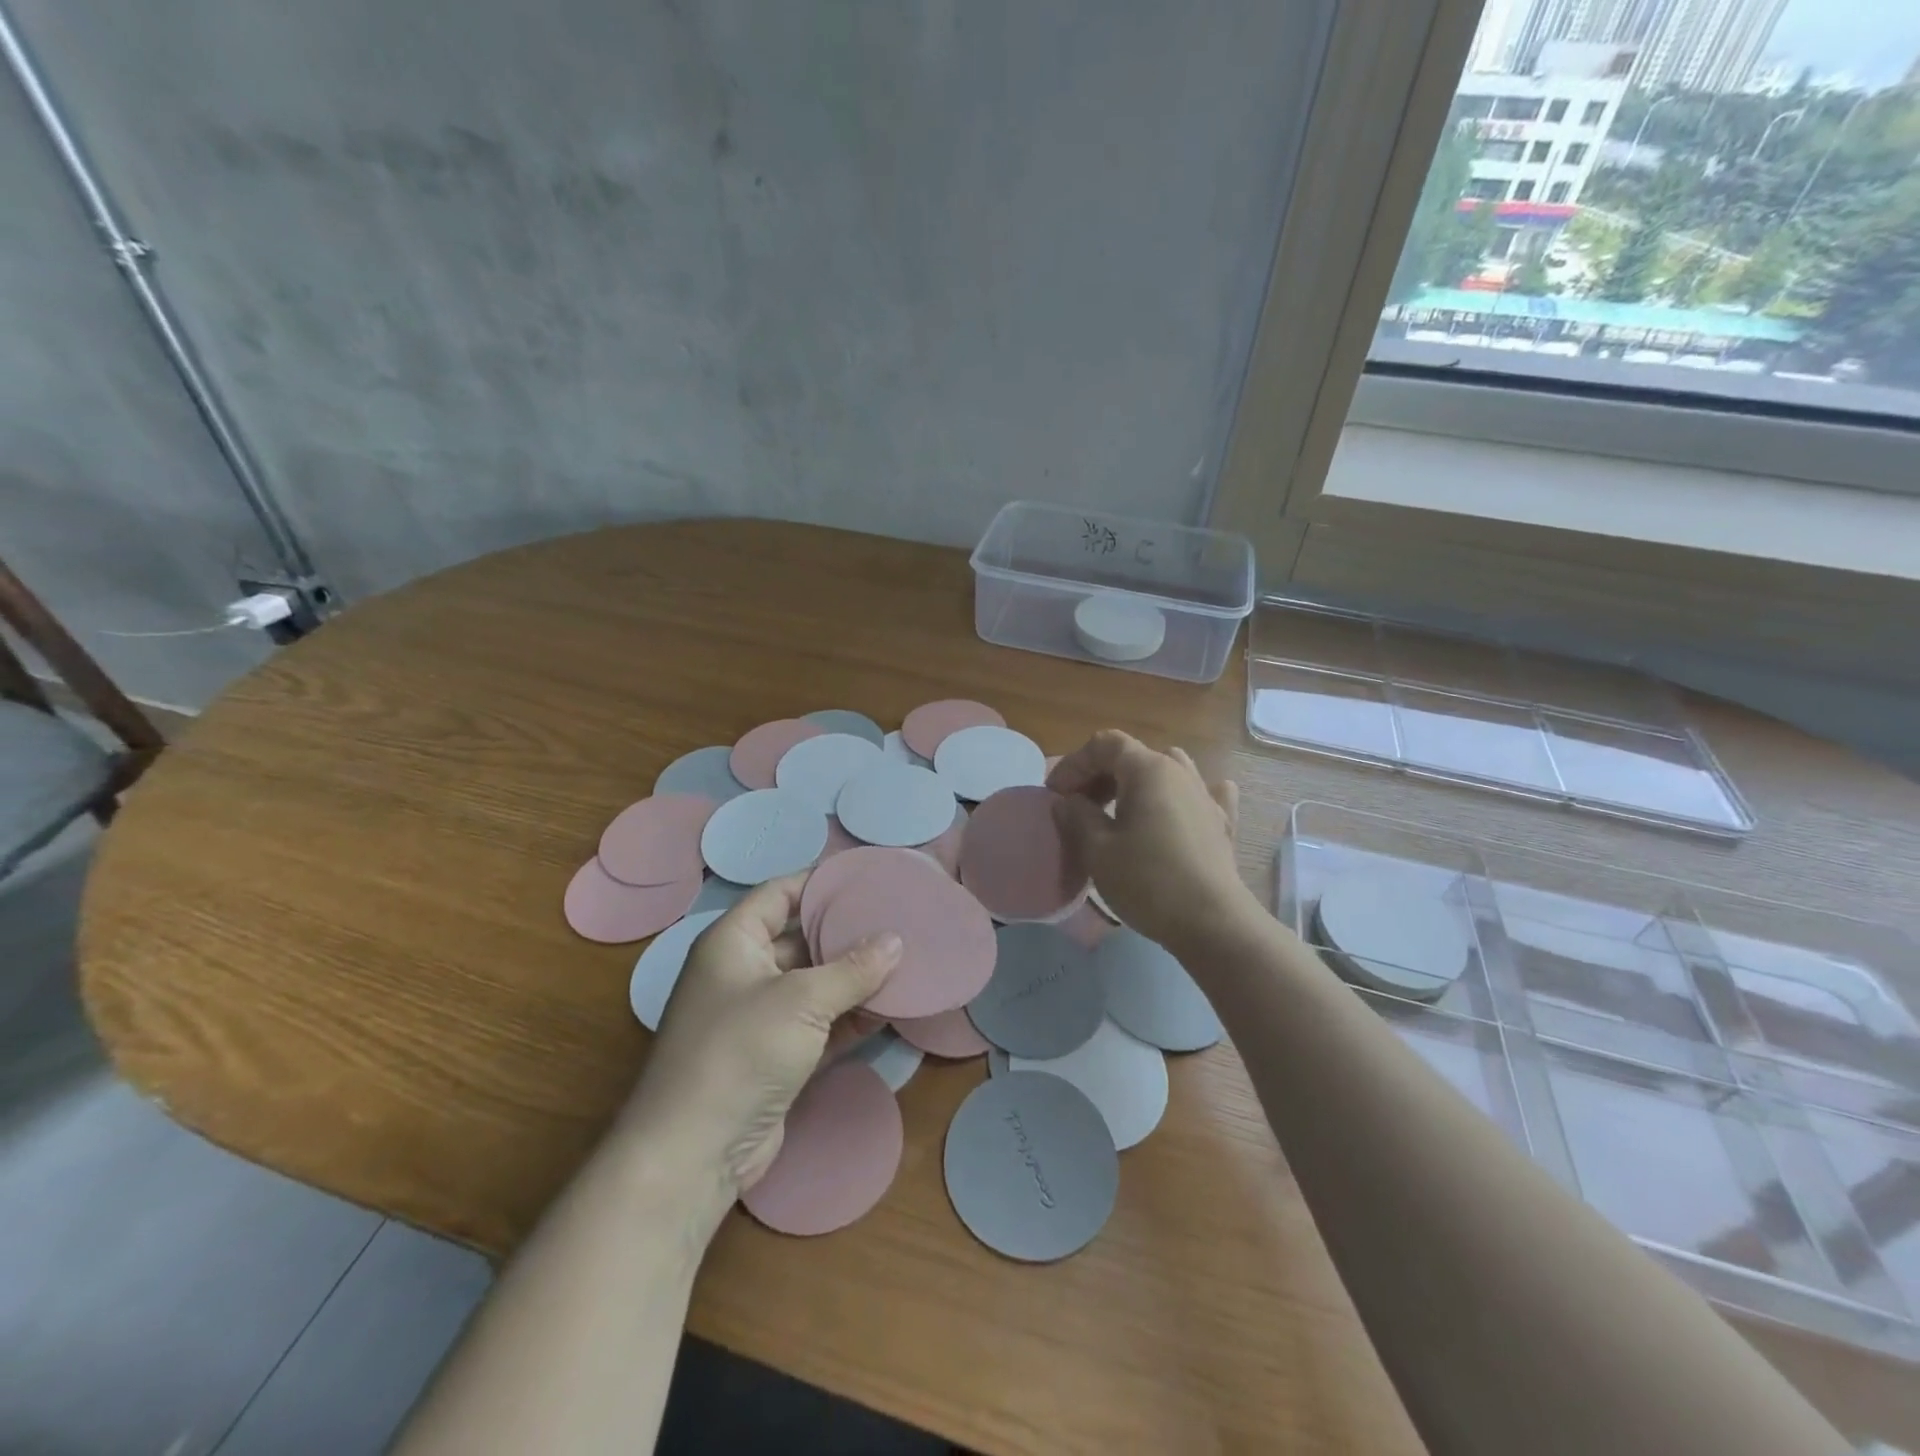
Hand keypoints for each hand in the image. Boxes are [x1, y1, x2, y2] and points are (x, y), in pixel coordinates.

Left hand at [619, 875, 900, 1210]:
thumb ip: (853, 969)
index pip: (779, 893)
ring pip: (814, 984)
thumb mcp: (801, 1000)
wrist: (694, 1155)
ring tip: (904, 960)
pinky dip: (850, 1018)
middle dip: (845, 932)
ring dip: (854, 978)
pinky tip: (890, 1008)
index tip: (866, 879)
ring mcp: (758, 1018)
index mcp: (732, 942)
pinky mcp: (775, 1058)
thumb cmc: (740, 1052)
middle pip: (800, 938)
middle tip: (896, 919)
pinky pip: (819, 1025)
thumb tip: (895, 940)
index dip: (819, 882)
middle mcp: (743, 973)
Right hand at [1047, 729, 1248, 950]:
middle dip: (1099, 774)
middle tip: (1076, 806)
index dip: (1073, 764)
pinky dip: (1183, 797)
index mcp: (1148, 769)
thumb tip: (1068, 801)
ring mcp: (1206, 796)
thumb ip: (1076, 816)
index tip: (1054, 795)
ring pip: (1168, 770)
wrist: (1212, 923)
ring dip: (1137, 783)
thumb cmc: (1148, 881)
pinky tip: (1181, 808)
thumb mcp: (1097, 850)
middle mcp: (1180, 772)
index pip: (1104, 745)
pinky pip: (1202, 795)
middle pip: (1133, 756)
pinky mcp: (1221, 824)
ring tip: (1119, 809)